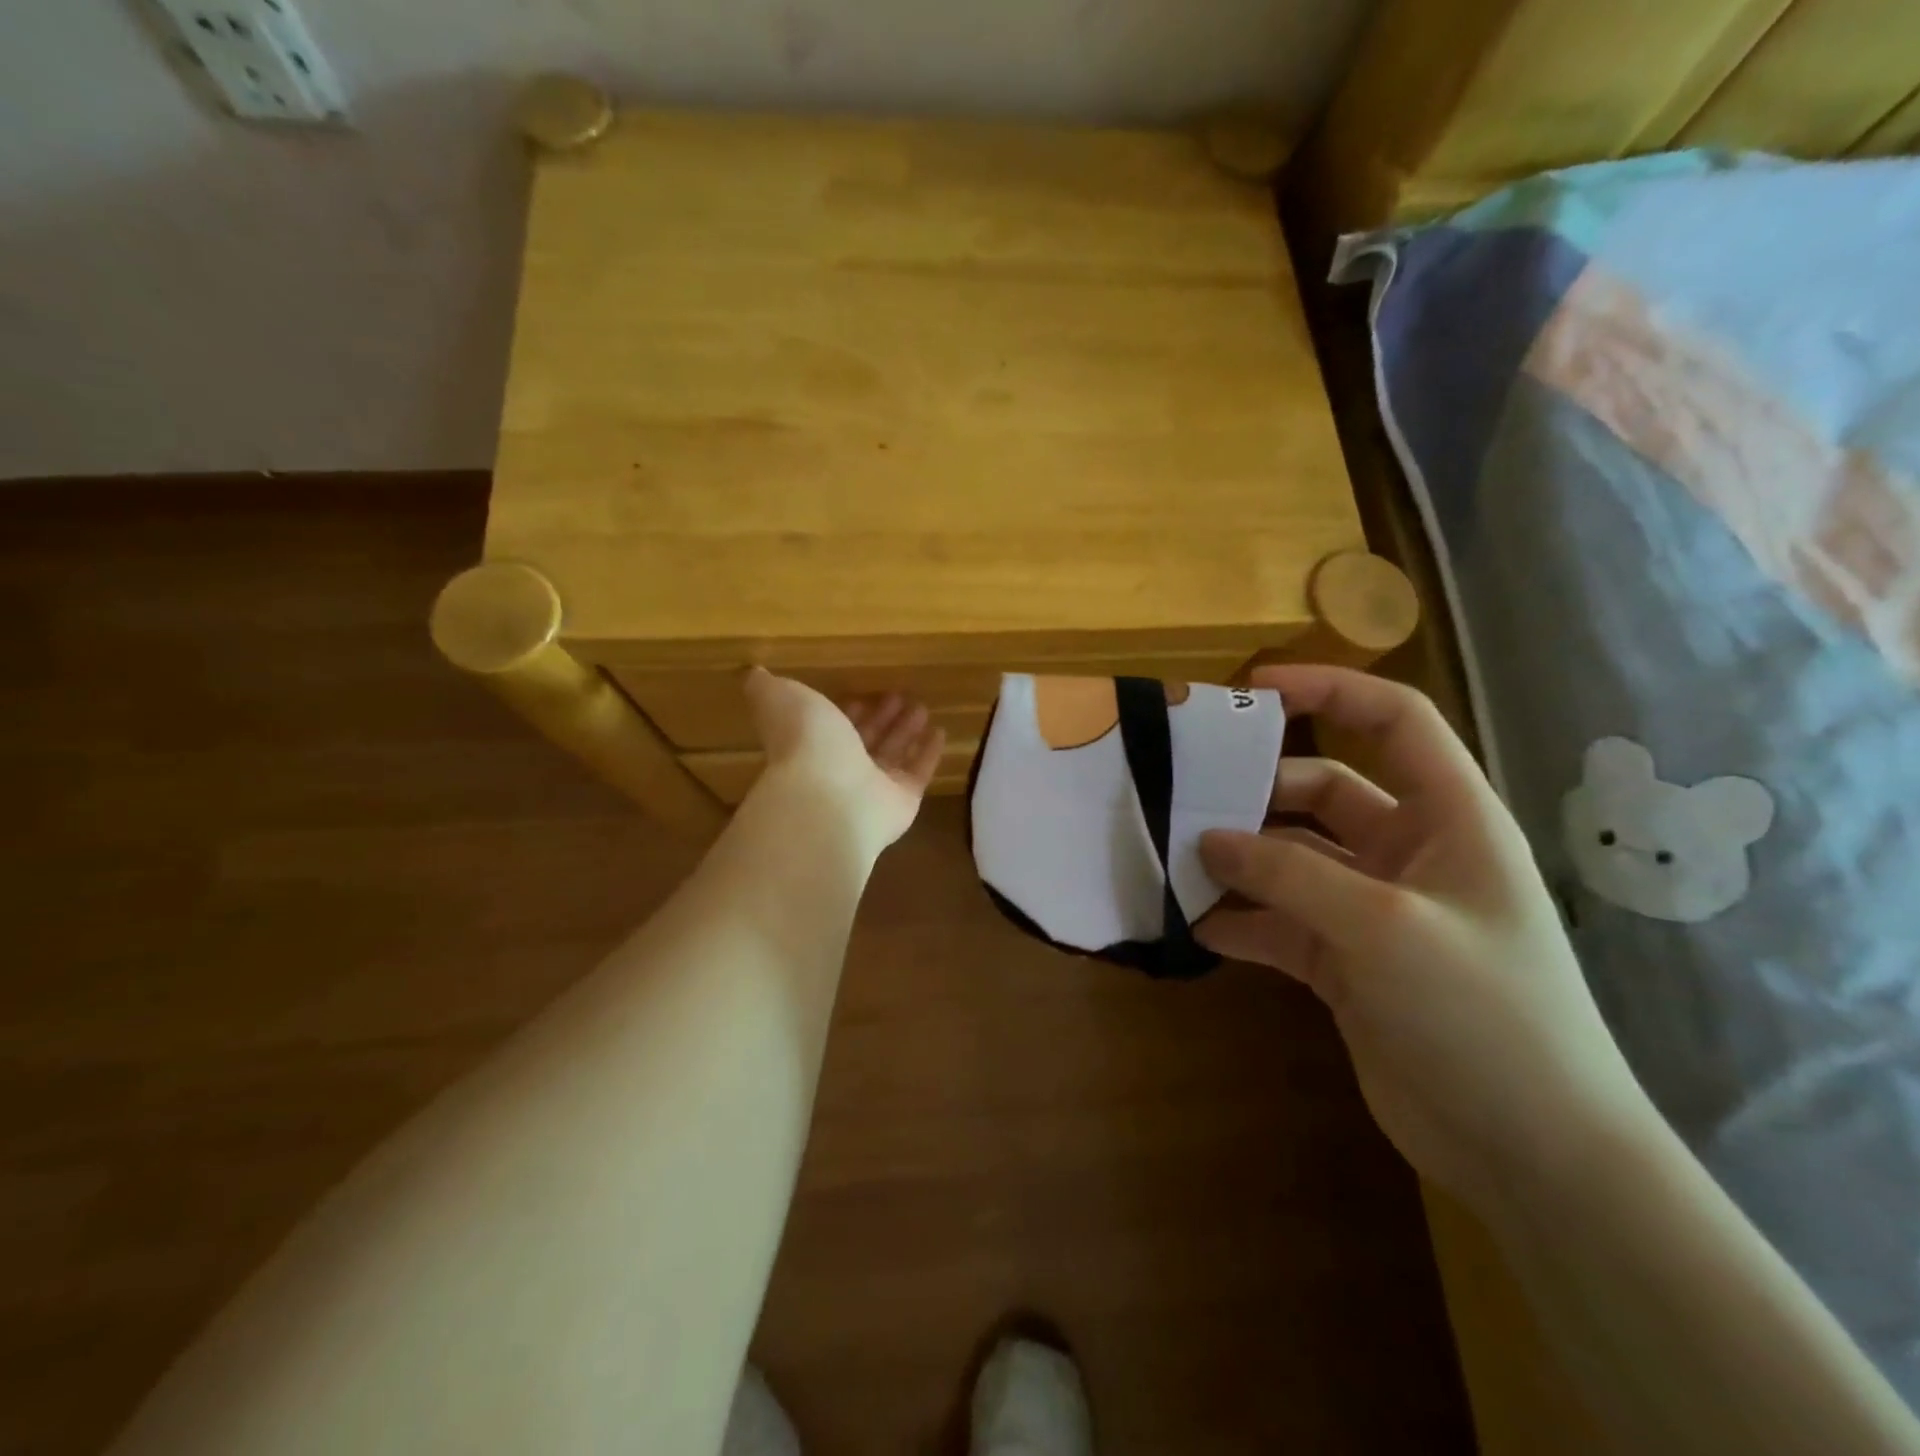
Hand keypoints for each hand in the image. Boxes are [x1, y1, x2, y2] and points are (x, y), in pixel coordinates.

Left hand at [743, 668, 944, 851]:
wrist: (828, 796)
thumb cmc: (804, 742)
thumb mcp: (780, 698)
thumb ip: (766, 686)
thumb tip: (751, 671)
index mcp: (811, 744)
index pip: (832, 726)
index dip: (846, 710)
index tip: (862, 692)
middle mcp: (841, 768)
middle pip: (866, 739)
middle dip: (881, 717)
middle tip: (901, 695)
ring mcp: (873, 788)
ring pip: (893, 754)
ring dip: (906, 730)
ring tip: (922, 707)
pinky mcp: (902, 801)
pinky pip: (919, 772)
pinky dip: (929, 753)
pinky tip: (941, 732)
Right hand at [1196, 665, 1657, 1208]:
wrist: (1531, 1154)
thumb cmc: (1481, 1014)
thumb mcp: (1384, 927)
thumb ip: (1289, 873)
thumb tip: (1209, 838)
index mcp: (1449, 818)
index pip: (1393, 721)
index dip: (1328, 690)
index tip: (1250, 689)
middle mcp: (1409, 853)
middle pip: (1321, 792)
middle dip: (1256, 793)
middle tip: (1185, 797)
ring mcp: (1373, 909)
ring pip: (1291, 859)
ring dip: (1238, 860)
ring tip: (1175, 860)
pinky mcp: (1344, 961)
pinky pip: (1279, 920)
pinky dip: (1240, 919)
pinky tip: (1194, 925)